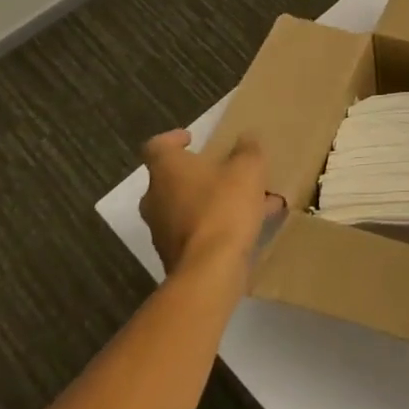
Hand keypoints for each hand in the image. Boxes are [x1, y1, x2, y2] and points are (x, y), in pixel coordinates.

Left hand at [138, 129, 281, 280]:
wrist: (210, 270)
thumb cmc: (224, 206)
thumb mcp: (247, 168)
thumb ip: (247, 149)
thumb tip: (246, 138)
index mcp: (167, 170)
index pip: (156, 146)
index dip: (172, 139)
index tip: (192, 139)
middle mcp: (156, 199)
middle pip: (171, 179)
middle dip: (197, 174)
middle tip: (223, 169)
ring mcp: (162, 231)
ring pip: (187, 206)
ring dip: (212, 200)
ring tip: (249, 199)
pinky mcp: (175, 257)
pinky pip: (197, 231)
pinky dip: (218, 224)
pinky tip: (252, 224)